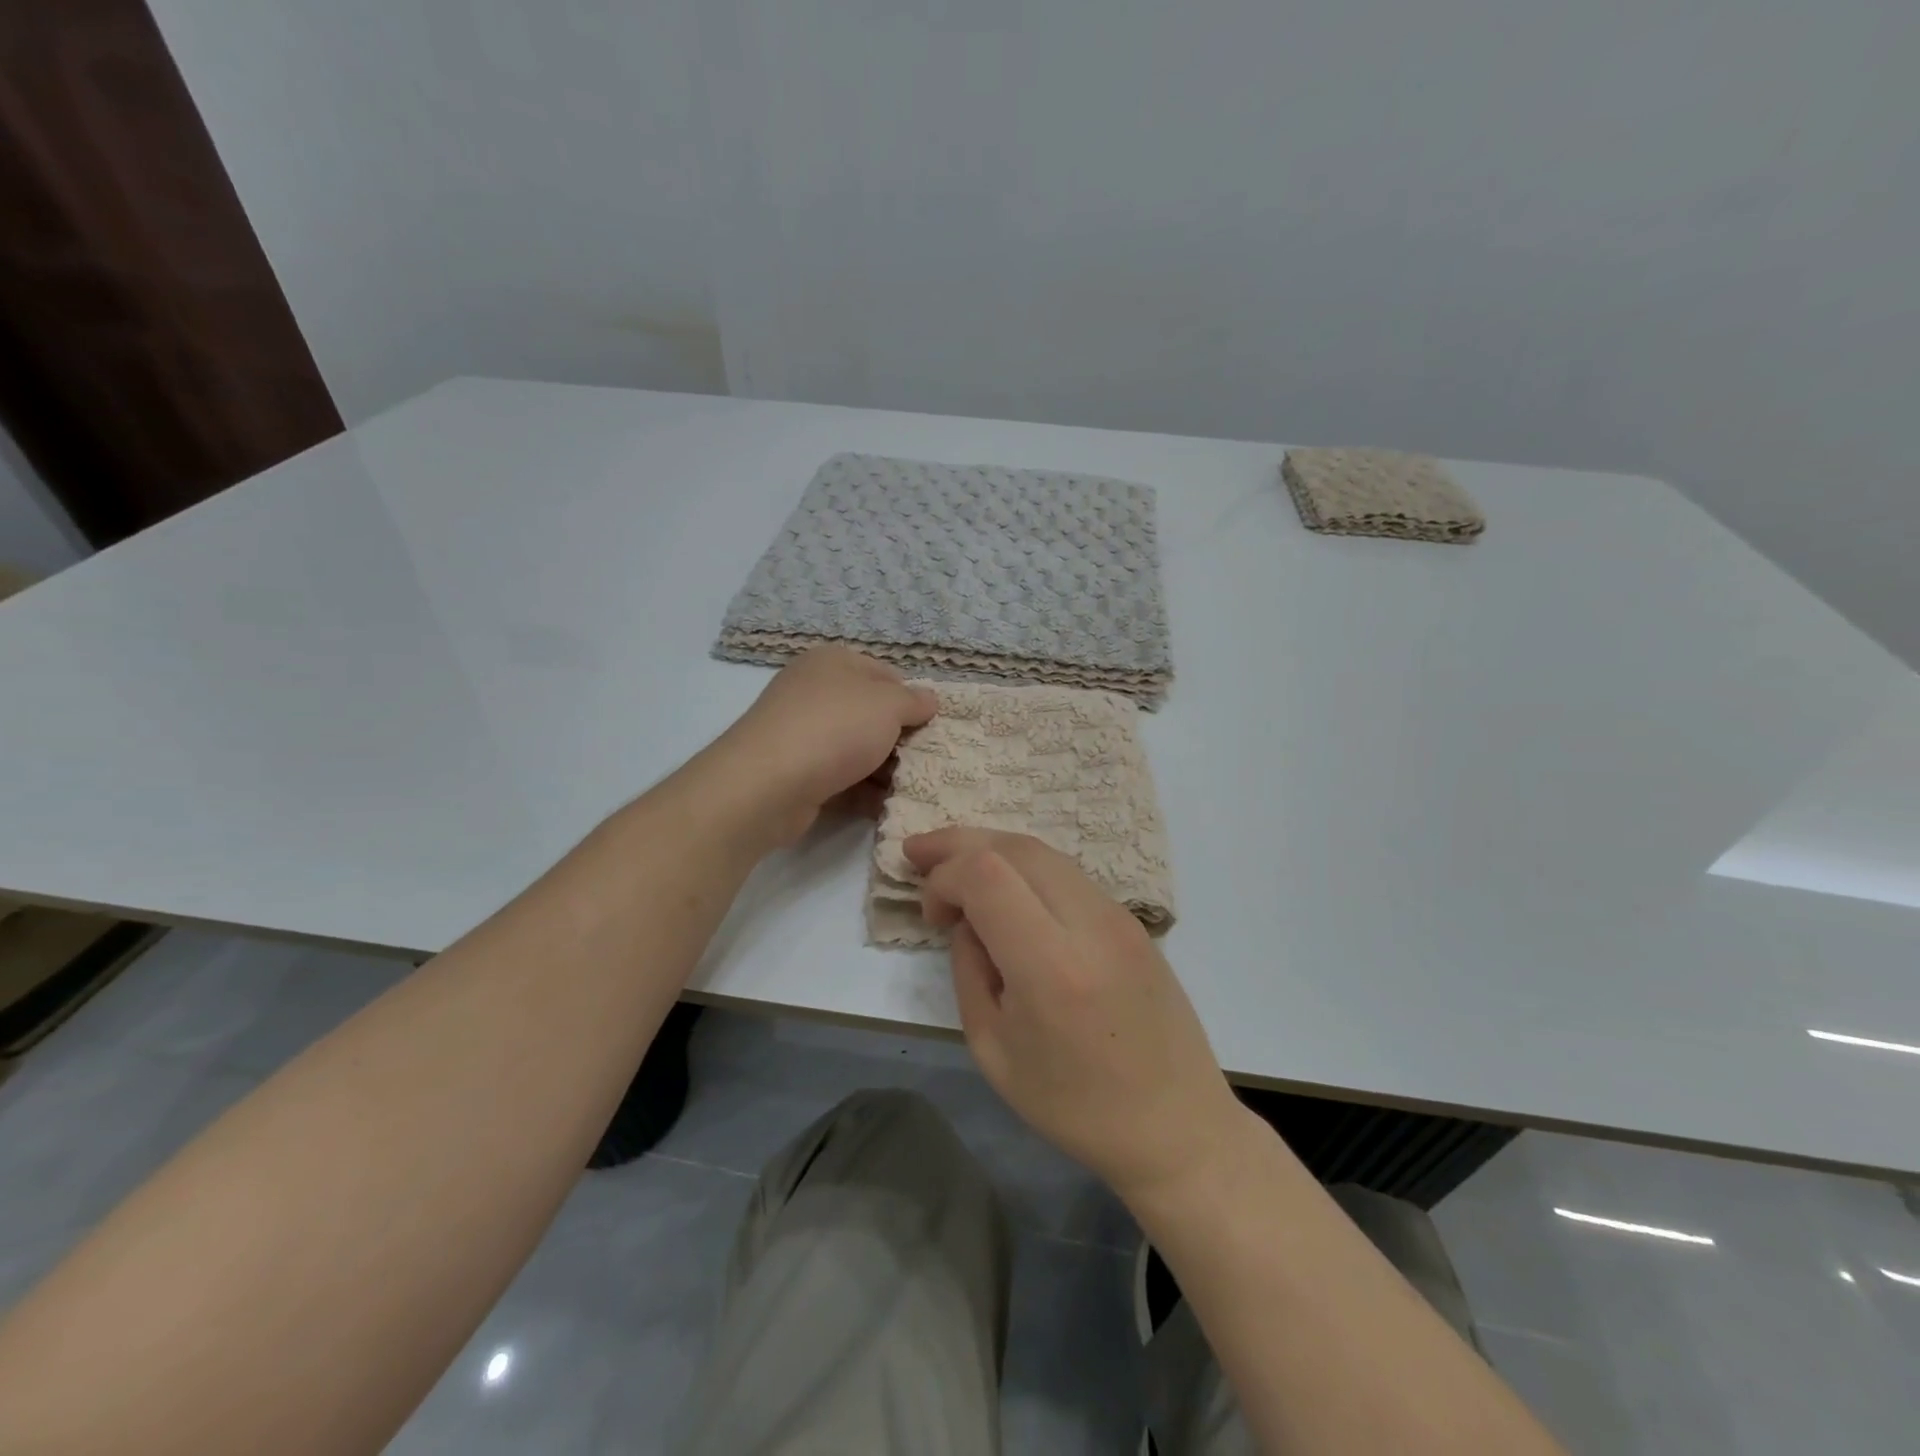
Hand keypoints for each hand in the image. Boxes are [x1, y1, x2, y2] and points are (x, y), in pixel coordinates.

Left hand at [717, 647, 937, 844]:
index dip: (911, 699)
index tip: (930, 727)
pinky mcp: (796, 772)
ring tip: (909, 789)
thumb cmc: (835, 729)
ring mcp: (802, 733)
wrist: (768, 784)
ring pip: (857, 749)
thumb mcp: (888, 704)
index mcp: (833, 662)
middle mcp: (814, 691)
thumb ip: (914, 700)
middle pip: (871, 714)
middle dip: (899, 739)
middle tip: (924, 761)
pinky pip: (840, 778)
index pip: (886, 674)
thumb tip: (929, 699)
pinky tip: (883, 807)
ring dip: (884, 770)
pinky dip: (862, 791)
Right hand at [907, 828, 1251, 1203]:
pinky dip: (1024, 868)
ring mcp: (1118, 916)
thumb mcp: (993, 1049)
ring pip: (1043, 852)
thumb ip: (969, 969)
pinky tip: (1004, 888)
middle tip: (918, 854)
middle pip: (1014, 847)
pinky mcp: (1131, 920)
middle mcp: (1090, 923)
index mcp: (1051, 966)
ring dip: (992, 849)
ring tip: (953, 864)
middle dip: (958, 843)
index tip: (930, 913)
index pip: (986, 874)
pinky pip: (1067, 874)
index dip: (943, 877)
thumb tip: (966, 918)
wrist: (1175, 1124)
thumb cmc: (1075, 1105)